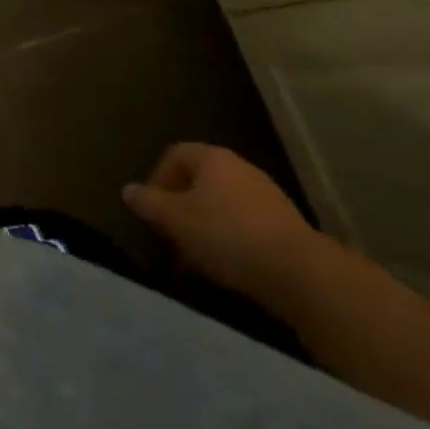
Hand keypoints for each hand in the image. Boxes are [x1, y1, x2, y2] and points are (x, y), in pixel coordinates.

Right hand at [124, 143, 323, 304]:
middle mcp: (240, 168)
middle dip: (181, 208)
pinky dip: (232, 241)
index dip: (157, 179)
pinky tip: (229, 267)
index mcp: (212, 158)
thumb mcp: (176, 221)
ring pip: (223, 205)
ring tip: (197, 259)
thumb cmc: (227, 236)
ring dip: (205, 227)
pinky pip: (246, 225)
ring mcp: (267, 195)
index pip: (175, 155)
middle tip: (171, 238)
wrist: (300, 273)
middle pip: (200, 181)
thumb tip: (129, 190)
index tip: (152, 211)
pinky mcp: (286, 226)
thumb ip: (149, 203)